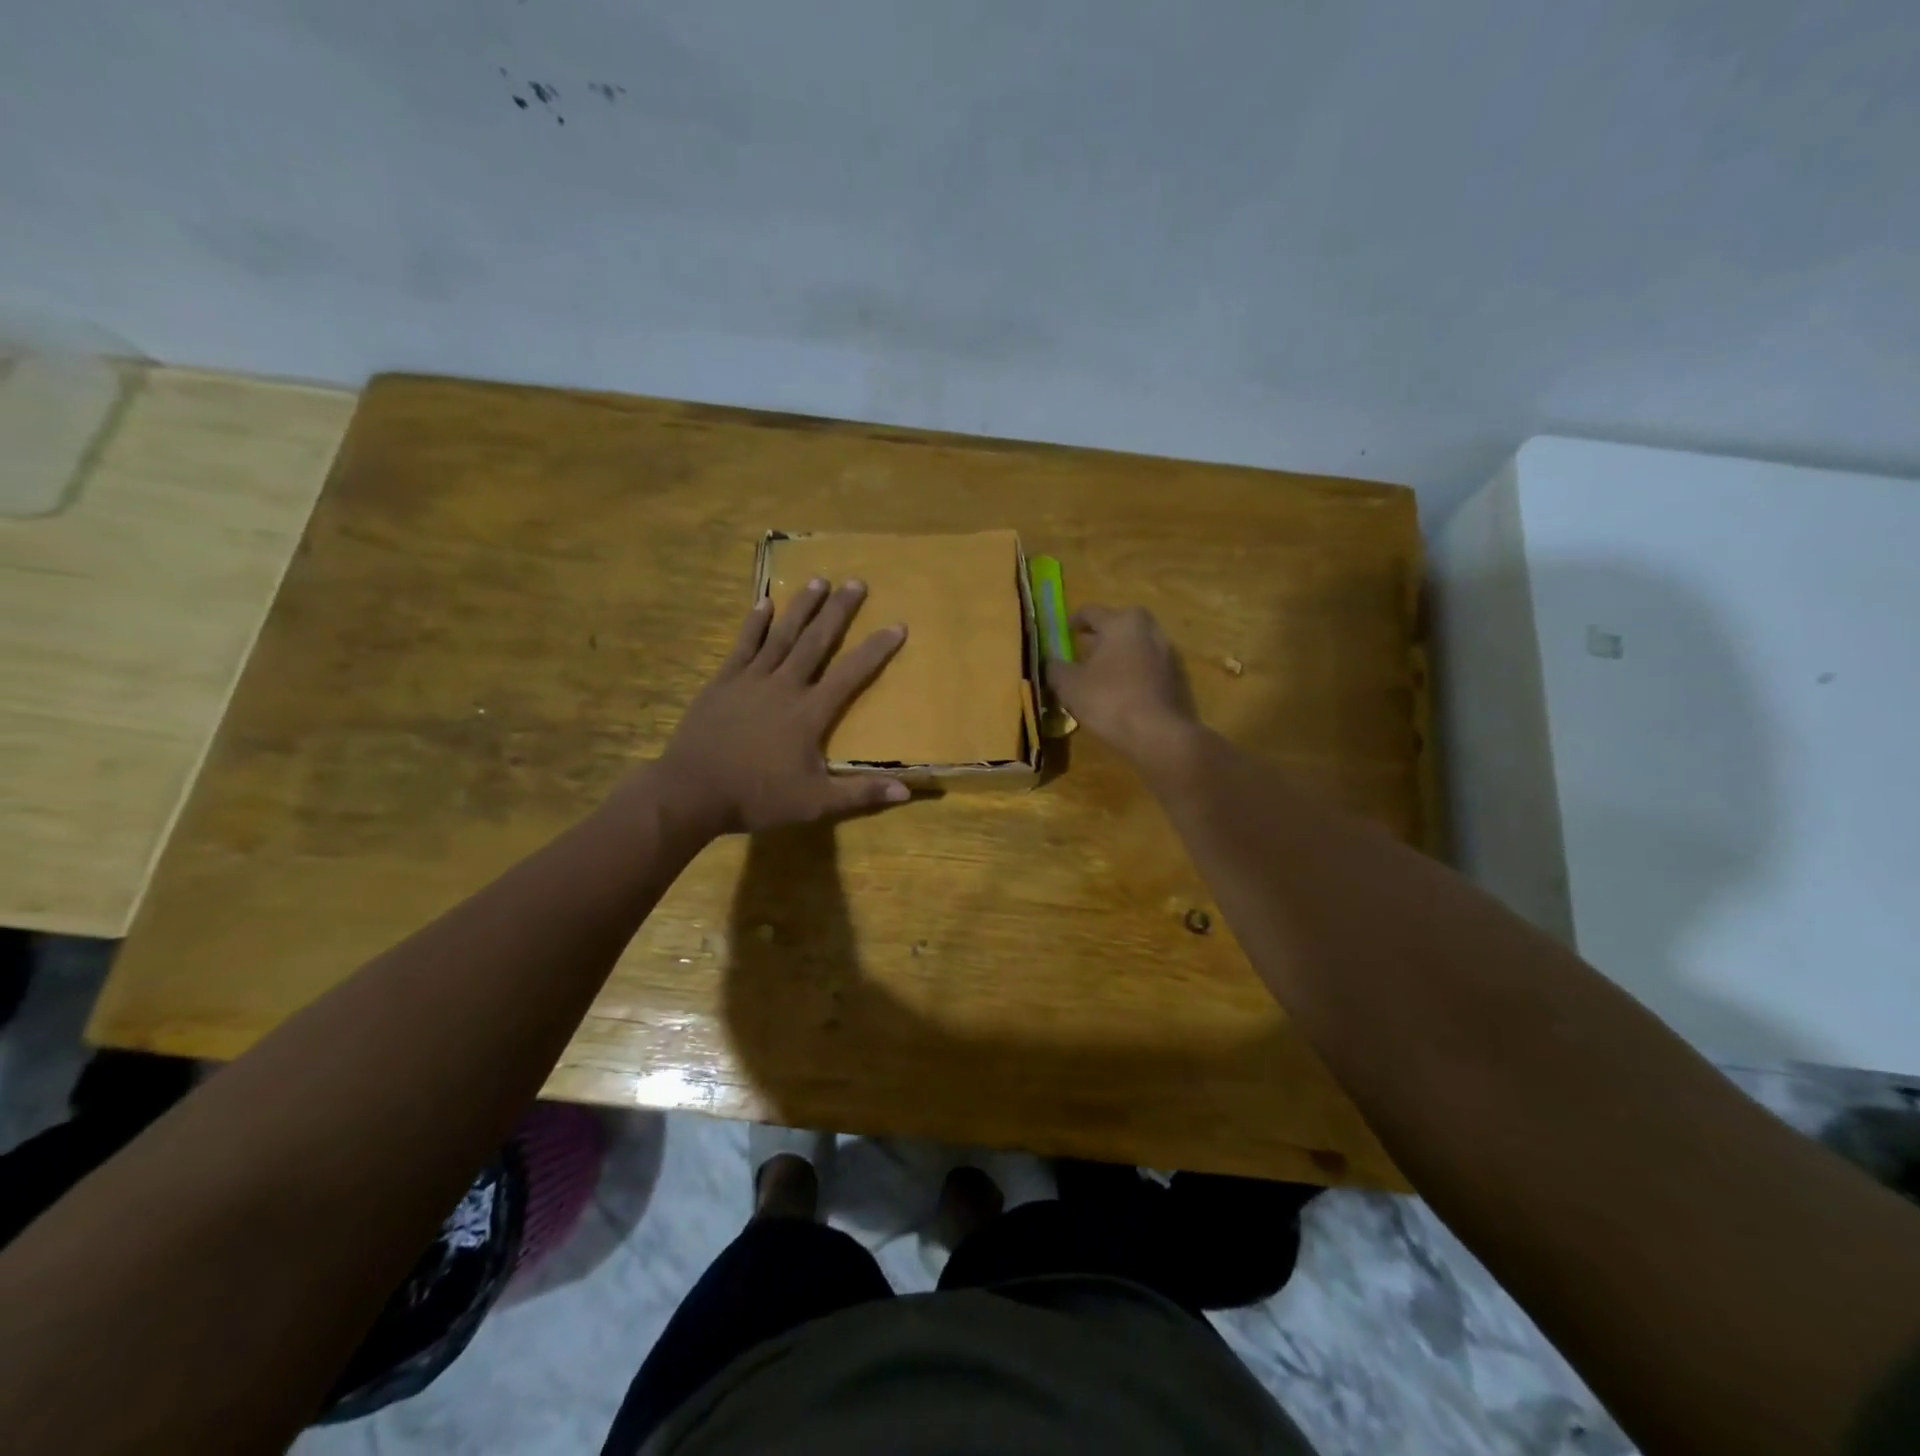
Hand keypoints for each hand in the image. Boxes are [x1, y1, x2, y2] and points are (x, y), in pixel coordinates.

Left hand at [658, 579, 909, 834]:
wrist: (692, 792)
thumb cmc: (757, 797)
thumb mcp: (815, 802)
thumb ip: (861, 793)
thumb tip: (907, 791)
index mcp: (810, 712)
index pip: (852, 674)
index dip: (876, 649)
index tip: (897, 625)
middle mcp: (784, 686)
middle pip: (817, 641)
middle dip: (838, 611)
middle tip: (856, 582)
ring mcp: (751, 680)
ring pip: (782, 635)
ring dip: (801, 607)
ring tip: (818, 580)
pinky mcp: (723, 682)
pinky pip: (743, 645)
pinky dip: (755, 623)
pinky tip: (763, 603)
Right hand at [1046, 605, 1199, 764]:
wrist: (1161, 735)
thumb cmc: (1110, 700)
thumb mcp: (1070, 685)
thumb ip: (1056, 668)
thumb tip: (1051, 661)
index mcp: (1122, 623)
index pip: (1091, 612)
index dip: (1074, 621)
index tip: (1064, 632)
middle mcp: (1149, 630)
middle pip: (1119, 626)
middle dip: (1100, 637)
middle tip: (1083, 652)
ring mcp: (1168, 655)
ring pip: (1136, 647)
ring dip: (1119, 656)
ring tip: (1100, 675)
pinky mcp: (1178, 679)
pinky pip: (1148, 669)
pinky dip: (1134, 674)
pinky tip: (1121, 693)